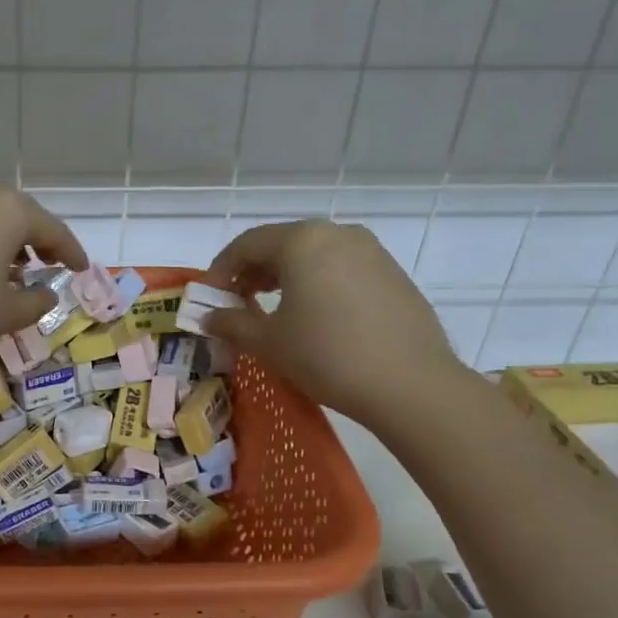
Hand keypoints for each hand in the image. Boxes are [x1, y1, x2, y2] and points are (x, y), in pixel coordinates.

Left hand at [0, 185, 87, 362]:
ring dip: (1, 240)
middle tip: (45, 263)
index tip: (82, 268)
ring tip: (5, 268)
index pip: (53, 230)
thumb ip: (35, 304)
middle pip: (19, 215)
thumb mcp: (3, 315)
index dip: (71, 252)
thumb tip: (48, 293)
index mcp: (9, 212)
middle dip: (36, 240)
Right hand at [203, 220, 470, 426]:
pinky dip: (316, 283)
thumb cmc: (326, 355)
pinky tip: (314, 317)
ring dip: (284, 277)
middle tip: (237, 303)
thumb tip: (209, 317)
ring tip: (272, 310)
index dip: (220, 270)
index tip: (208, 298)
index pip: (247, 245)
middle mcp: (337, 233)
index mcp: (302, 241)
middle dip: (252, 272)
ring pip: (313, 255)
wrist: (410, 383)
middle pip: (281, 244)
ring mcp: (370, 251)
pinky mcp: (392, 273)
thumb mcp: (269, 342)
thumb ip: (232, 323)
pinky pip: (340, 268)